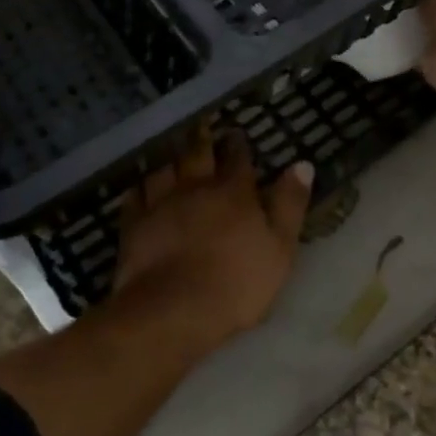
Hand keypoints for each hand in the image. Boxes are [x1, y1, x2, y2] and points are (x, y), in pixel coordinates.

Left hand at [114, 129, 313, 346]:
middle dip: (202, 138)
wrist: (173, 310)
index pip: (238, 158)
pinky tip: (140, 188)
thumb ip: (289, 204)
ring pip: (164, 169)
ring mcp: (160, 204)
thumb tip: (302, 164)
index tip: (237, 134)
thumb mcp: (279, 247)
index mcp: (233, 192)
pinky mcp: (134, 225)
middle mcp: (195, 187)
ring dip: (170, 159)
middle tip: (201, 125)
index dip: (238, 145)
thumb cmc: (236, 282)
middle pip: (197, 154)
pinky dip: (140, 188)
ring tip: (171, 152)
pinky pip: (134, 197)